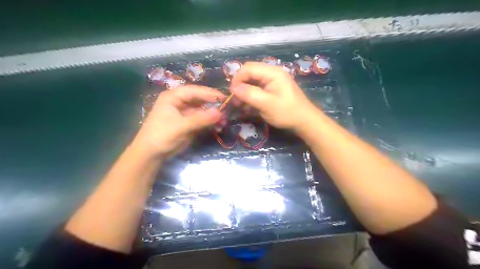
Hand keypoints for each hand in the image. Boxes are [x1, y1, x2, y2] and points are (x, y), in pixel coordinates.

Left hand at [133, 85, 225, 156]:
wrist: (151, 154)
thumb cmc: (162, 135)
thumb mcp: (181, 126)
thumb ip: (201, 119)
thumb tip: (220, 112)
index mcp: (173, 97)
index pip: (194, 91)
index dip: (209, 93)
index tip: (224, 98)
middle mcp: (180, 102)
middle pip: (200, 100)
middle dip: (213, 106)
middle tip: (227, 111)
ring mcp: (185, 113)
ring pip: (203, 111)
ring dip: (213, 116)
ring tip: (224, 122)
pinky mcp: (189, 123)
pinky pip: (202, 120)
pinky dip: (210, 123)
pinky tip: (218, 128)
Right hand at [231, 61, 320, 132]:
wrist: (304, 121)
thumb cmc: (287, 112)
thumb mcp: (267, 104)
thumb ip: (250, 94)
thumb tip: (233, 88)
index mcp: (272, 72)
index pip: (248, 68)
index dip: (237, 79)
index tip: (232, 94)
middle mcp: (272, 73)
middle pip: (249, 73)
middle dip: (240, 85)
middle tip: (235, 100)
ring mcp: (272, 81)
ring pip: (252, 81)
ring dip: (244, 91)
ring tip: (239, 105)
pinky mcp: (272, 88)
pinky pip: (257, 88)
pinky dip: (250, 95)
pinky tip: (247, 105)